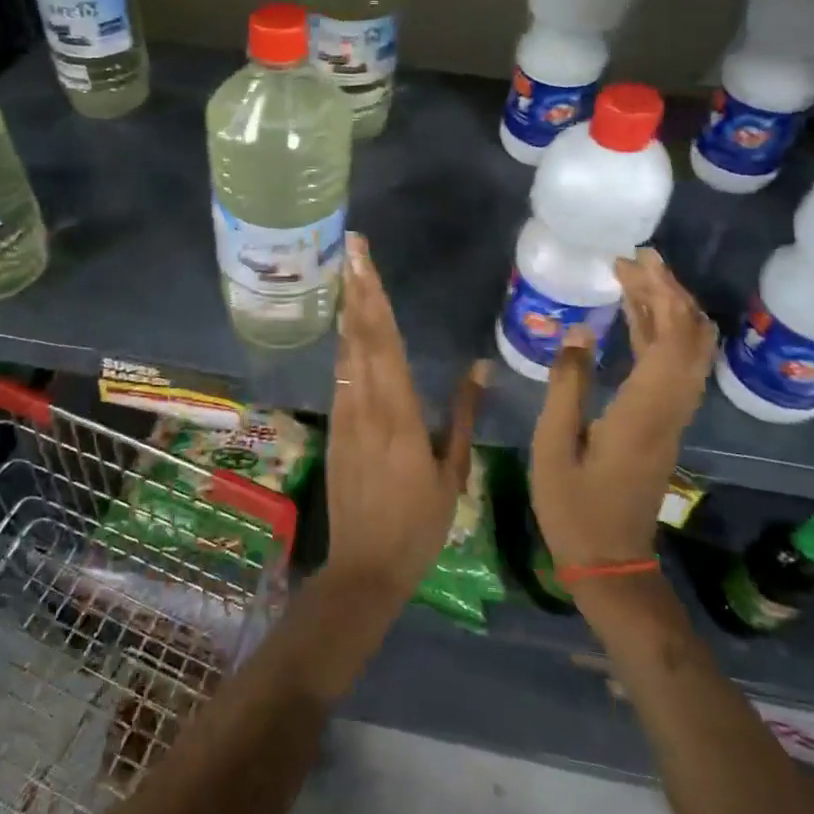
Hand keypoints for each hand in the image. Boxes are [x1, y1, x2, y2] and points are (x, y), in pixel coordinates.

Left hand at [325, 233, 487, 605]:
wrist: (365, 566)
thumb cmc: (418, 524)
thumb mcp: (451, 472)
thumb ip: (463, 415)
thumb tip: (480, 366)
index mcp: (398, 412)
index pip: (383, 340)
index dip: (373, 295)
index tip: (363, 259)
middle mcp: (365, 404)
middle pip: (359, 334)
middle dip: (356, 287)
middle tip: (352, 247)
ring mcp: (344, 414)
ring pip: (346, 351)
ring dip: (349, 310)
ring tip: (350, 273)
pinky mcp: (334, 427)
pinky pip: (341, 375)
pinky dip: (345, 343)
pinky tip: (349, 327)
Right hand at [530, 248, 716, 570]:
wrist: (610, 561)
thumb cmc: (574, 506)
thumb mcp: (554, 445)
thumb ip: (567, 385)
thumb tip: (580, 331)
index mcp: (644, 411)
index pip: (670, 340)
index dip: (660, 295)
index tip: (634, 262)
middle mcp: (670, 409)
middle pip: (691, 339)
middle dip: (670, 292)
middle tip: (635, 260)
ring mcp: (672, 418)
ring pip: (689, 352)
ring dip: (670, 310)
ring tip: (636, 278)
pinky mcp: (665, 425)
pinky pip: (676, 368)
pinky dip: (662, 335)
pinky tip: (636, 320)